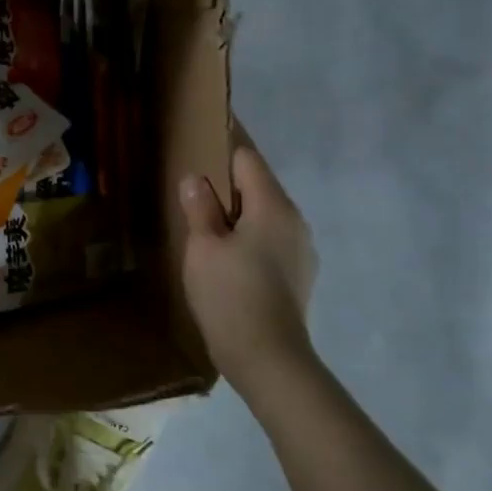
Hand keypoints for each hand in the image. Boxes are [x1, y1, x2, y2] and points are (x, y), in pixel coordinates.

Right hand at [178, 123, 318, 395]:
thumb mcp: (203, 246)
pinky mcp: (297, 275)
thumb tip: (196, 179)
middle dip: (226, 179)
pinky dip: (246, 233)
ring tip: (202, 216)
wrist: (269, 359)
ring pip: (263, 214)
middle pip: (258, 185)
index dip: (224, 143)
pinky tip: (223, 251)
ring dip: (236, 209)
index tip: (203, 131)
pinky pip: (268, 238)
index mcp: (273, 207)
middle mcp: (295, 221)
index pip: (248, 158)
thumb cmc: (231, 294)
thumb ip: (200, 207)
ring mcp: (300, 250)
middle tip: (191, 178)